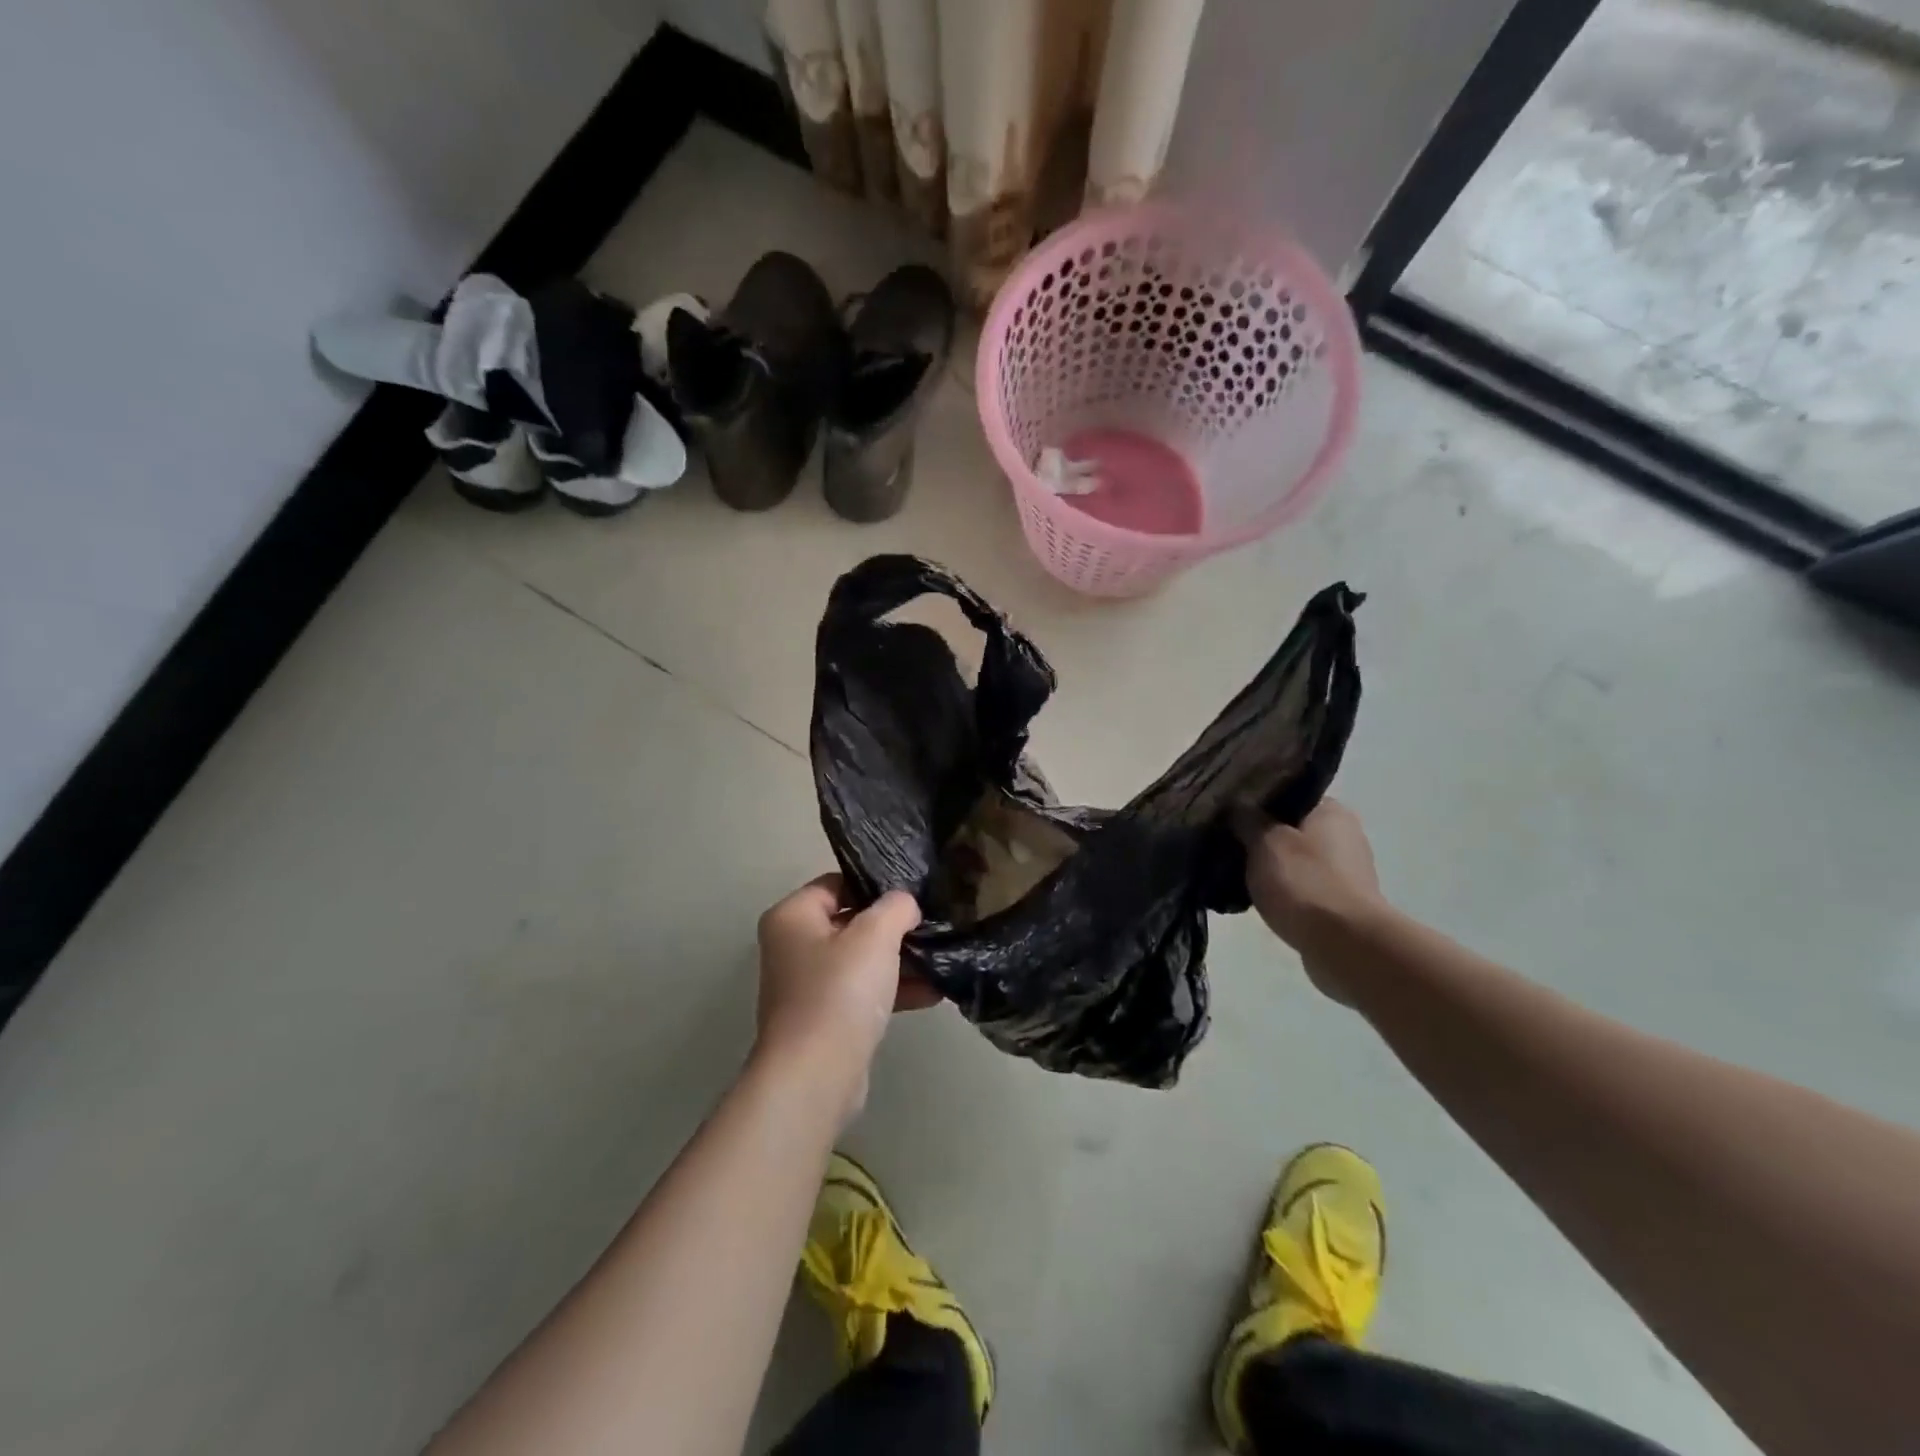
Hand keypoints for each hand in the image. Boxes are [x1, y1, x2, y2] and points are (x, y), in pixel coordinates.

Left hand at [753, 875, 932, 1121]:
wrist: (815, 1075)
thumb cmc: (840, 991)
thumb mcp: (875, 935)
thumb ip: (895, 907)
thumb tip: (905, 904)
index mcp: (792, 917)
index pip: (837, 883)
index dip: (875, 885)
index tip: (913, 892)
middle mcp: (792, 947)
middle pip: (851, 922)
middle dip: (893, 926)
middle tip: (933, 923)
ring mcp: (807, 986)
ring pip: (861, 961)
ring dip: (900, 960)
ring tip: (942, 958)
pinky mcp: (825, 1020)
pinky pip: (863, 993)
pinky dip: (893, 990)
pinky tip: (934, 992)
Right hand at [1235, 798, 1384, 1003]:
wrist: (1345, 946)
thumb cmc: (1304, 882)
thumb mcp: (1264, 842)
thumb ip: (1247, 819)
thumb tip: (1236, 806)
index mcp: (1331, 811)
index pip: (1288, 794)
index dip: (1256, 801)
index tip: (1228, 812)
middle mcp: (1345, 835)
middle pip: (1291, 828)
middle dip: (1260, 836)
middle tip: (1226, 842)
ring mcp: (1346, 872)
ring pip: (1295, 860)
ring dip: (1271, 866)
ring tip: (1235, 873)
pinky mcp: (1341, 904)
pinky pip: (1302, 888)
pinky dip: (1283, 891)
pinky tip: (1257, 898)